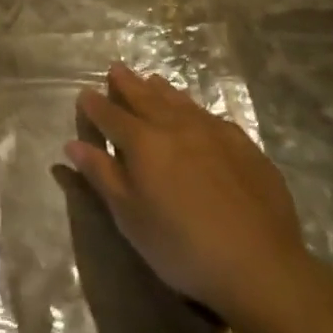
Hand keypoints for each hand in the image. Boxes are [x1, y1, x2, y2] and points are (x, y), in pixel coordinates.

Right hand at [65, 63, 311, 325]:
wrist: (259, 264)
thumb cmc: (181, 246)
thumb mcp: (130, 217)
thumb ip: (102, 175)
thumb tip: (73, 144)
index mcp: (143, 142)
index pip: (111, 115)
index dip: (95, 105)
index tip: (85, 94)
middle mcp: (175, 125)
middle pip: (145, 97)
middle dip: (127, 84)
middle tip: (116, 69)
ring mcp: (213, 131)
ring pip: (179, 101)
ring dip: (161, 89)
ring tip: (152, 79)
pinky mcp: (243, 145)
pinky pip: (210, 116)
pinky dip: (194, 108)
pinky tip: (197, 114)